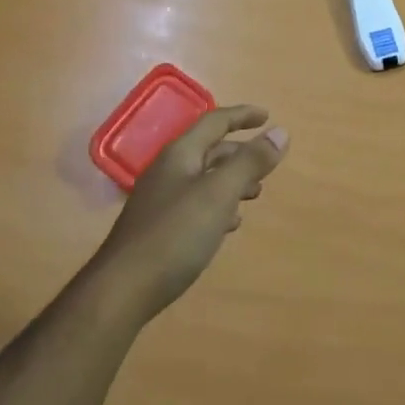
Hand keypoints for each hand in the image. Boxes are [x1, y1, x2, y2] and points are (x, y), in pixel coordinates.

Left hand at [90, 105, 289, 321]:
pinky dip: (219, 206)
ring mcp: (161, 201)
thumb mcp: (219, 194)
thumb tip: (280, 132)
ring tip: (256, 194)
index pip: (214, 122)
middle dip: (240, 153)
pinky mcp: (160, 228)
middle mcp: (168, 171)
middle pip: (209, 150)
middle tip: (267, 163)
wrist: (123, 289)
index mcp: (180, 155)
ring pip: (204, 179)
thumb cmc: (175, 234)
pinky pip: (196, 205)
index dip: (242, 116)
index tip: (268, 116)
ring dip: (232, 181)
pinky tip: (229, 225)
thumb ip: (250, 162)